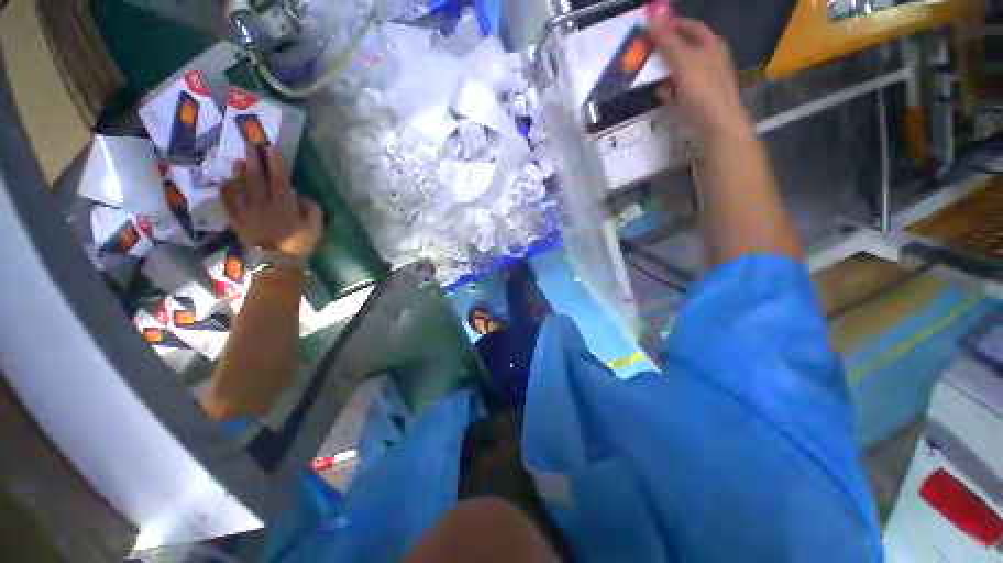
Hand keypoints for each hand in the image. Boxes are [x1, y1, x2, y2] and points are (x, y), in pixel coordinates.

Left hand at [221, 147, 323, 257]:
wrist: (278, 265)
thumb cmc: (300, 244)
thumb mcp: (315, 227)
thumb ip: (311, 208)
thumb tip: (299, 195)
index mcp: (282, 205)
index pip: (278, 178)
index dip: (275, 162)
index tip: (272, 147)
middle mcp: (262, 204)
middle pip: (255, 178)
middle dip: (253, 160)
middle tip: (250, 144)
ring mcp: (246, 212)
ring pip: (239, 187)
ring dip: (238, 172)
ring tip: (237, 160)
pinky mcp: (237, 221)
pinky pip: (228, 203)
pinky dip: (226, 191)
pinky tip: (226, 182)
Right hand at [647, 16, 752, 141]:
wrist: (716, 126)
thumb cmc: (703, 91)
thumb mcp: (684, 63)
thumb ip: (668, 42)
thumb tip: (651, 21)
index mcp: (711, 45)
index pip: (691, 27)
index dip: (673, 25)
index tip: (653, 30)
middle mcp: (709, 60)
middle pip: (682, 50)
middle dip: (665, 56)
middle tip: (648, 58)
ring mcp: (703, 81)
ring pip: (678, 73)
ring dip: (665, 78)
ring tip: (656, 84)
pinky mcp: (697, 99)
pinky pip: (679, 92)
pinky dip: (670, 94)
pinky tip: (666, 100)